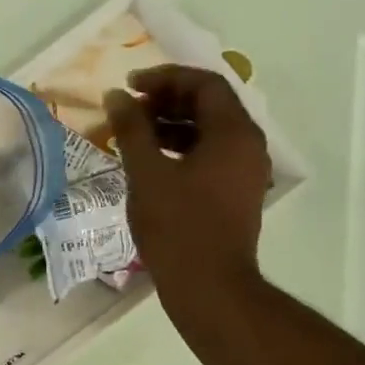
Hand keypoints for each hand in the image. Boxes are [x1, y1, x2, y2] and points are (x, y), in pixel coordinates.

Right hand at [105, 65, 271, 307]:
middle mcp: (248, 146)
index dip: (164, 77)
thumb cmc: (177, 227)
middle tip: (129, 108)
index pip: (204, 83)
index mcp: (233, 133)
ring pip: (209, 131)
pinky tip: (150, 163)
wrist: (209, 287)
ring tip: (133, 134)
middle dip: (167, 100)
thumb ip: (131, 129)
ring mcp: (245, 171)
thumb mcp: (146, 173)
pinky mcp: (236, 193)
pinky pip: (210, 156)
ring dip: (171, 125)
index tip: (130, 85)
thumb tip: (117, 96)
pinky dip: (181, 149)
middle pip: (210, 105)